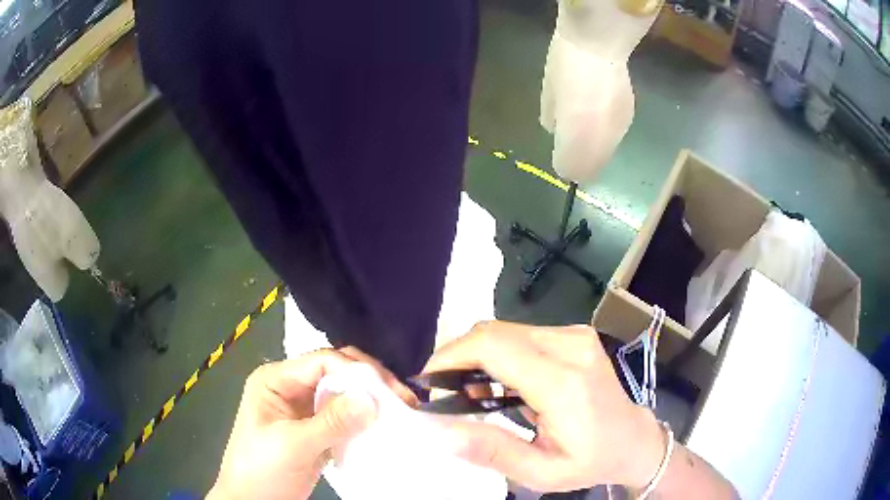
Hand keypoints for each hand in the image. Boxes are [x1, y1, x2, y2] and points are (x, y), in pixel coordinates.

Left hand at [208, 347, 418, 499]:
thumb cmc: (261, 469)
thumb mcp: (292, 445)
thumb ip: (331, 422)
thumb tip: (373, 400)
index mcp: (276, 379)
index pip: (322, 361)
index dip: (357, 371)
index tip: (390, 392)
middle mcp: (291, 386)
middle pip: (336, 371)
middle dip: (369, 380)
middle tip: (403, 398)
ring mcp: (305, 407)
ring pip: (343, 392)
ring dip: (370, 398)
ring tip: (401, 409)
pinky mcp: (316, 428)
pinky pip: (345, 415)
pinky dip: (364, 418)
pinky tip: (384, 424)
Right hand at [424, 321, 665, 492]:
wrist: (634, 440)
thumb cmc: (592, 461)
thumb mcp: (541, 472)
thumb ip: (491, 451)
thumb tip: (439, 430)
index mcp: (564, 383)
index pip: (493, 347)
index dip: (450, 358)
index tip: (427, 385)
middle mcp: (571, 346)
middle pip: (493, 333)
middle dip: (457, 358)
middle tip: (443, 394)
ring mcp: (575, 335)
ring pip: (504, 331)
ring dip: (477, 358)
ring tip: (468, 395)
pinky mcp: (573, 335)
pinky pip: (520, 335)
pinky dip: (497, 356)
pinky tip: (496, 386)